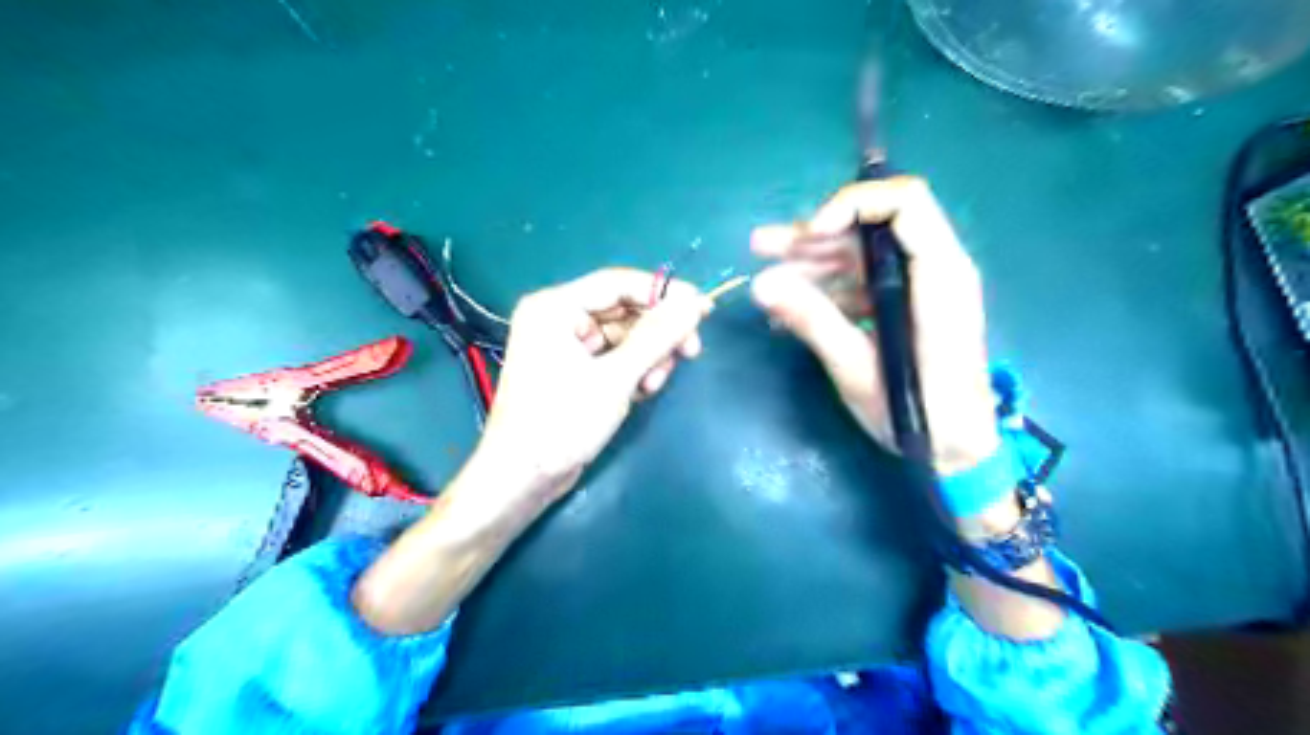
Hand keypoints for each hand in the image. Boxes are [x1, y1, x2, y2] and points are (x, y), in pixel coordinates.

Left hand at [353, 266, 712, 632]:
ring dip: (648, 356)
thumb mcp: (615, 378)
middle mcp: (558, 318)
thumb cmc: (562, 423)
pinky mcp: (573, 369)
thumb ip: (657, 337)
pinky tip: (644, 391)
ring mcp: (564, 345)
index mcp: (555, 307)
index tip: (702, 309)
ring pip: (624, 336)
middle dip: (657, 333)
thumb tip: (694, 304)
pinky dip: (634, 370)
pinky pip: (614, 356)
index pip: (618, 283)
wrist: (522, 479)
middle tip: (690, 352)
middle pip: (623, 310)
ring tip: (655, 384)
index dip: (663, 293)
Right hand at [753, 179, 997, 476]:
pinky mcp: (902, 307)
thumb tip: (762, 286)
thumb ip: (813, 321)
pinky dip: (823, 292)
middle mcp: (932, 269)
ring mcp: (916, 288)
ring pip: (858, 256)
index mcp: (939, 276)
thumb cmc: (920, 414)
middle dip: (813, 236)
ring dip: (809, 265)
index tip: (809, 233)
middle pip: (869, 228)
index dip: (852, 205)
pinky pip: (859, 284)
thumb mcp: (859, 369)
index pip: (904, 203)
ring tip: (766, 286)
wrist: (958, 451)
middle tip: (761, 247)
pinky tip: (789, 311)